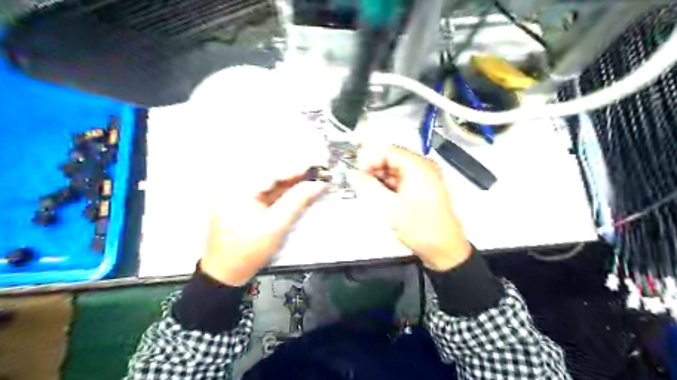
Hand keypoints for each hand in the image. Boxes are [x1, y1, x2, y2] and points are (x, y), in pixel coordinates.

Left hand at [199, 171, 325, 284]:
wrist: (226, 271)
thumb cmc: (248, 250)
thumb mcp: (276, 225)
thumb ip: (297, 200)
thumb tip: (318, 184)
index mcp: (237, 187)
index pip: (273, 170)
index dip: (299, 168)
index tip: (320, 166)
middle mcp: (234, 182)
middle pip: (272, 172)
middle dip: (297, 173)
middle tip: (320, 173)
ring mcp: (238, 190)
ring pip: (271, 179)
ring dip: (293, 181)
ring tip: (315, 179)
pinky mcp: (243, 197)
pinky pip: (268, 188)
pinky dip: (284, 189)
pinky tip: (300, 188)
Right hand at [355, 144, 471, 271]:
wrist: (443, 250)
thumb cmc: (423, 229)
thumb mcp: (389, 206)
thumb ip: (368, 186)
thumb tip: (354, 174)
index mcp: (418, 167)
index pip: (388, 150)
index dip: (369, 158)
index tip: (356, 169)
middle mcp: (423, 169)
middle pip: (391, 159)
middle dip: (373, 168)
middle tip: (359, 181)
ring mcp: (424, 179)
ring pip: (394, 171)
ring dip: (379, 178)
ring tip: (368, 191)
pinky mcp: (422, 190)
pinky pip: (400, 181)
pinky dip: (388, 186)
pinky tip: (380, 197)